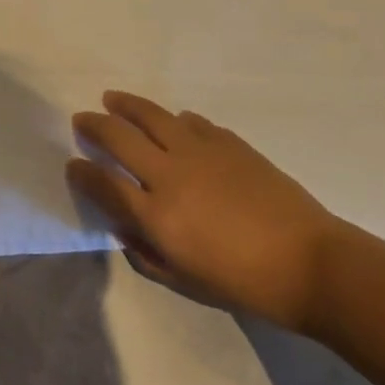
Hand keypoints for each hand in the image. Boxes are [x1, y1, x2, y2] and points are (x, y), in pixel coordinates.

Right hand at [67, 90, 347, 330]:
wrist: (312, 265)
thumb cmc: (245, 285)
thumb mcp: (186, 283)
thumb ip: (147, 255)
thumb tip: (125, 228)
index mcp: (157, 216)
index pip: (104, 183)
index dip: (82, 173)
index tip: (72, 164)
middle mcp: (170, 174)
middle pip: (118, 137)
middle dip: (93, 126)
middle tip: (82, 120)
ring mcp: (200, 152)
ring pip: (151, 115)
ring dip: (126, 105)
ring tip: (113, 99)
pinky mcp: (228, 142)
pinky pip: (191, 121)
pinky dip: (175, 119)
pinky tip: (174, 122)